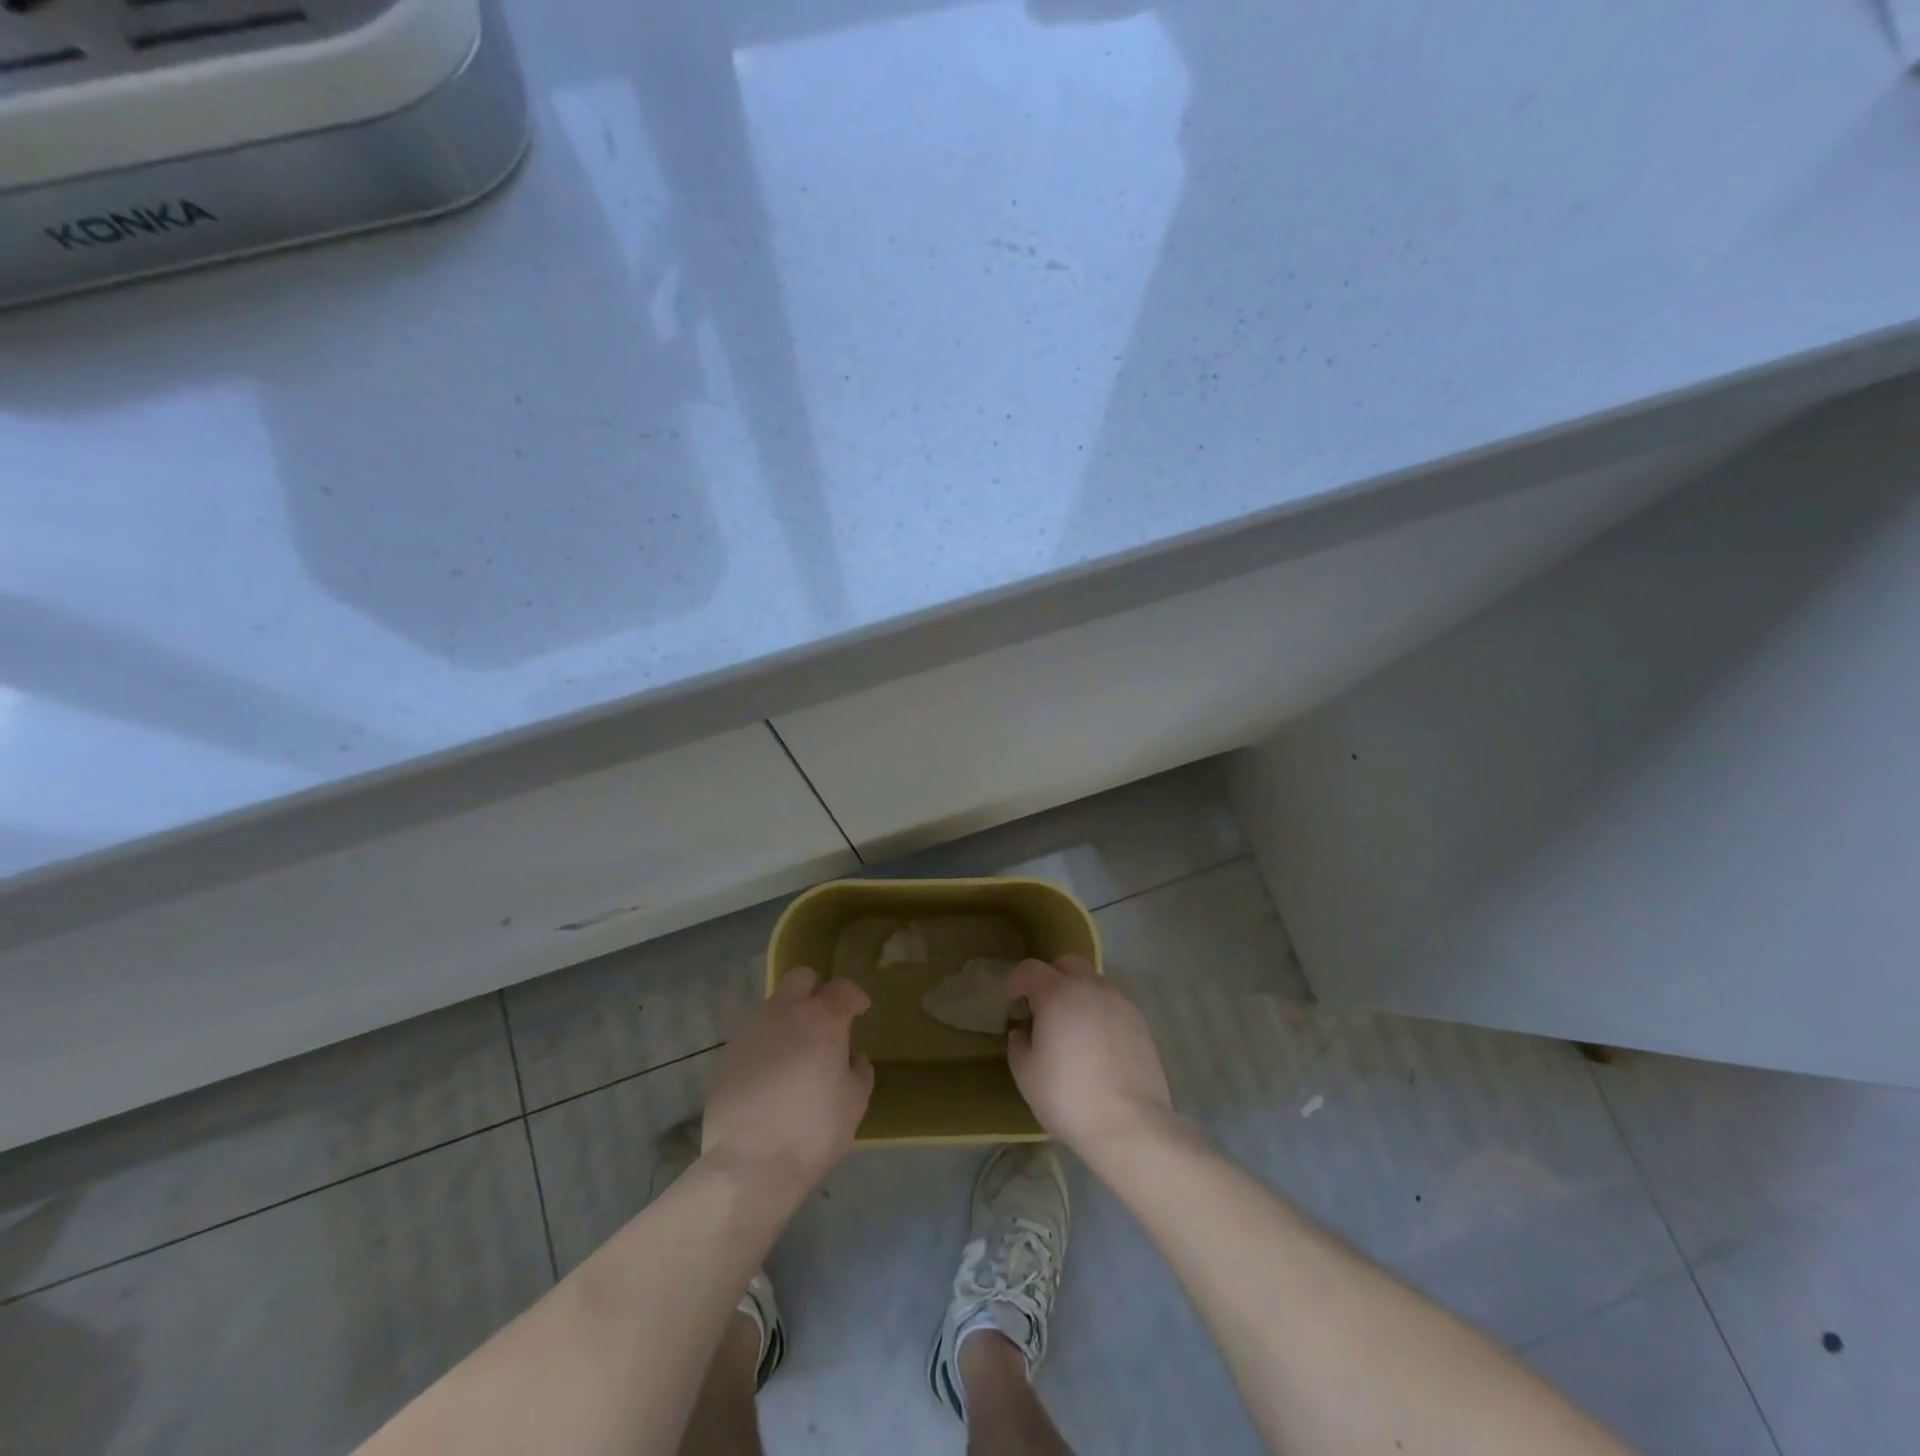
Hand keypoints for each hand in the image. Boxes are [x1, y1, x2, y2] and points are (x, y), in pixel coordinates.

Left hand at [701, 967, 873, 1198]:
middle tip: (825, 1019)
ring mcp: (752, 1032)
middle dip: (816, 990)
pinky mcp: (728, 1056)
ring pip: (774, 1007)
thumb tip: (849, 1055)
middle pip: (801, 979)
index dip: (855, 998)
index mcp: (822, 1020)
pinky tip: (772, 1077)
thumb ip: (858, 1069)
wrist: (749, 1166)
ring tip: (797, 1053)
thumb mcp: (855, 1102)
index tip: (860, 1012)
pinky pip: (755, 1037)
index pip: (843, 989)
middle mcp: (785, 1014)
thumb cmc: (813, 1131)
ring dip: (790, 1019)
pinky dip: (768, 1046)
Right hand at [1006, 955, 1173, 1153]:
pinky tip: (1097, 1045)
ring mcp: (1120, 1003)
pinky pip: (1112, 1005)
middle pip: (1066, 964)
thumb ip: (1018, 1045)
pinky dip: (1099, 1013)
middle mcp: (1090, 988)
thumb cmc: (1068, 1097)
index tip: (1011, 1003)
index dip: (1015, 981)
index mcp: (1057, 994)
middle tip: (1042, 1010)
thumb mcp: (1026, 1075)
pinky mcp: (1140, 1023)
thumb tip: (1022, 1032)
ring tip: (1072, 1030)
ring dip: (1077, 995)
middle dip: (1050, 978)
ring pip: (1093, 983)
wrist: (1130, 1125)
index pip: (1030, 969)